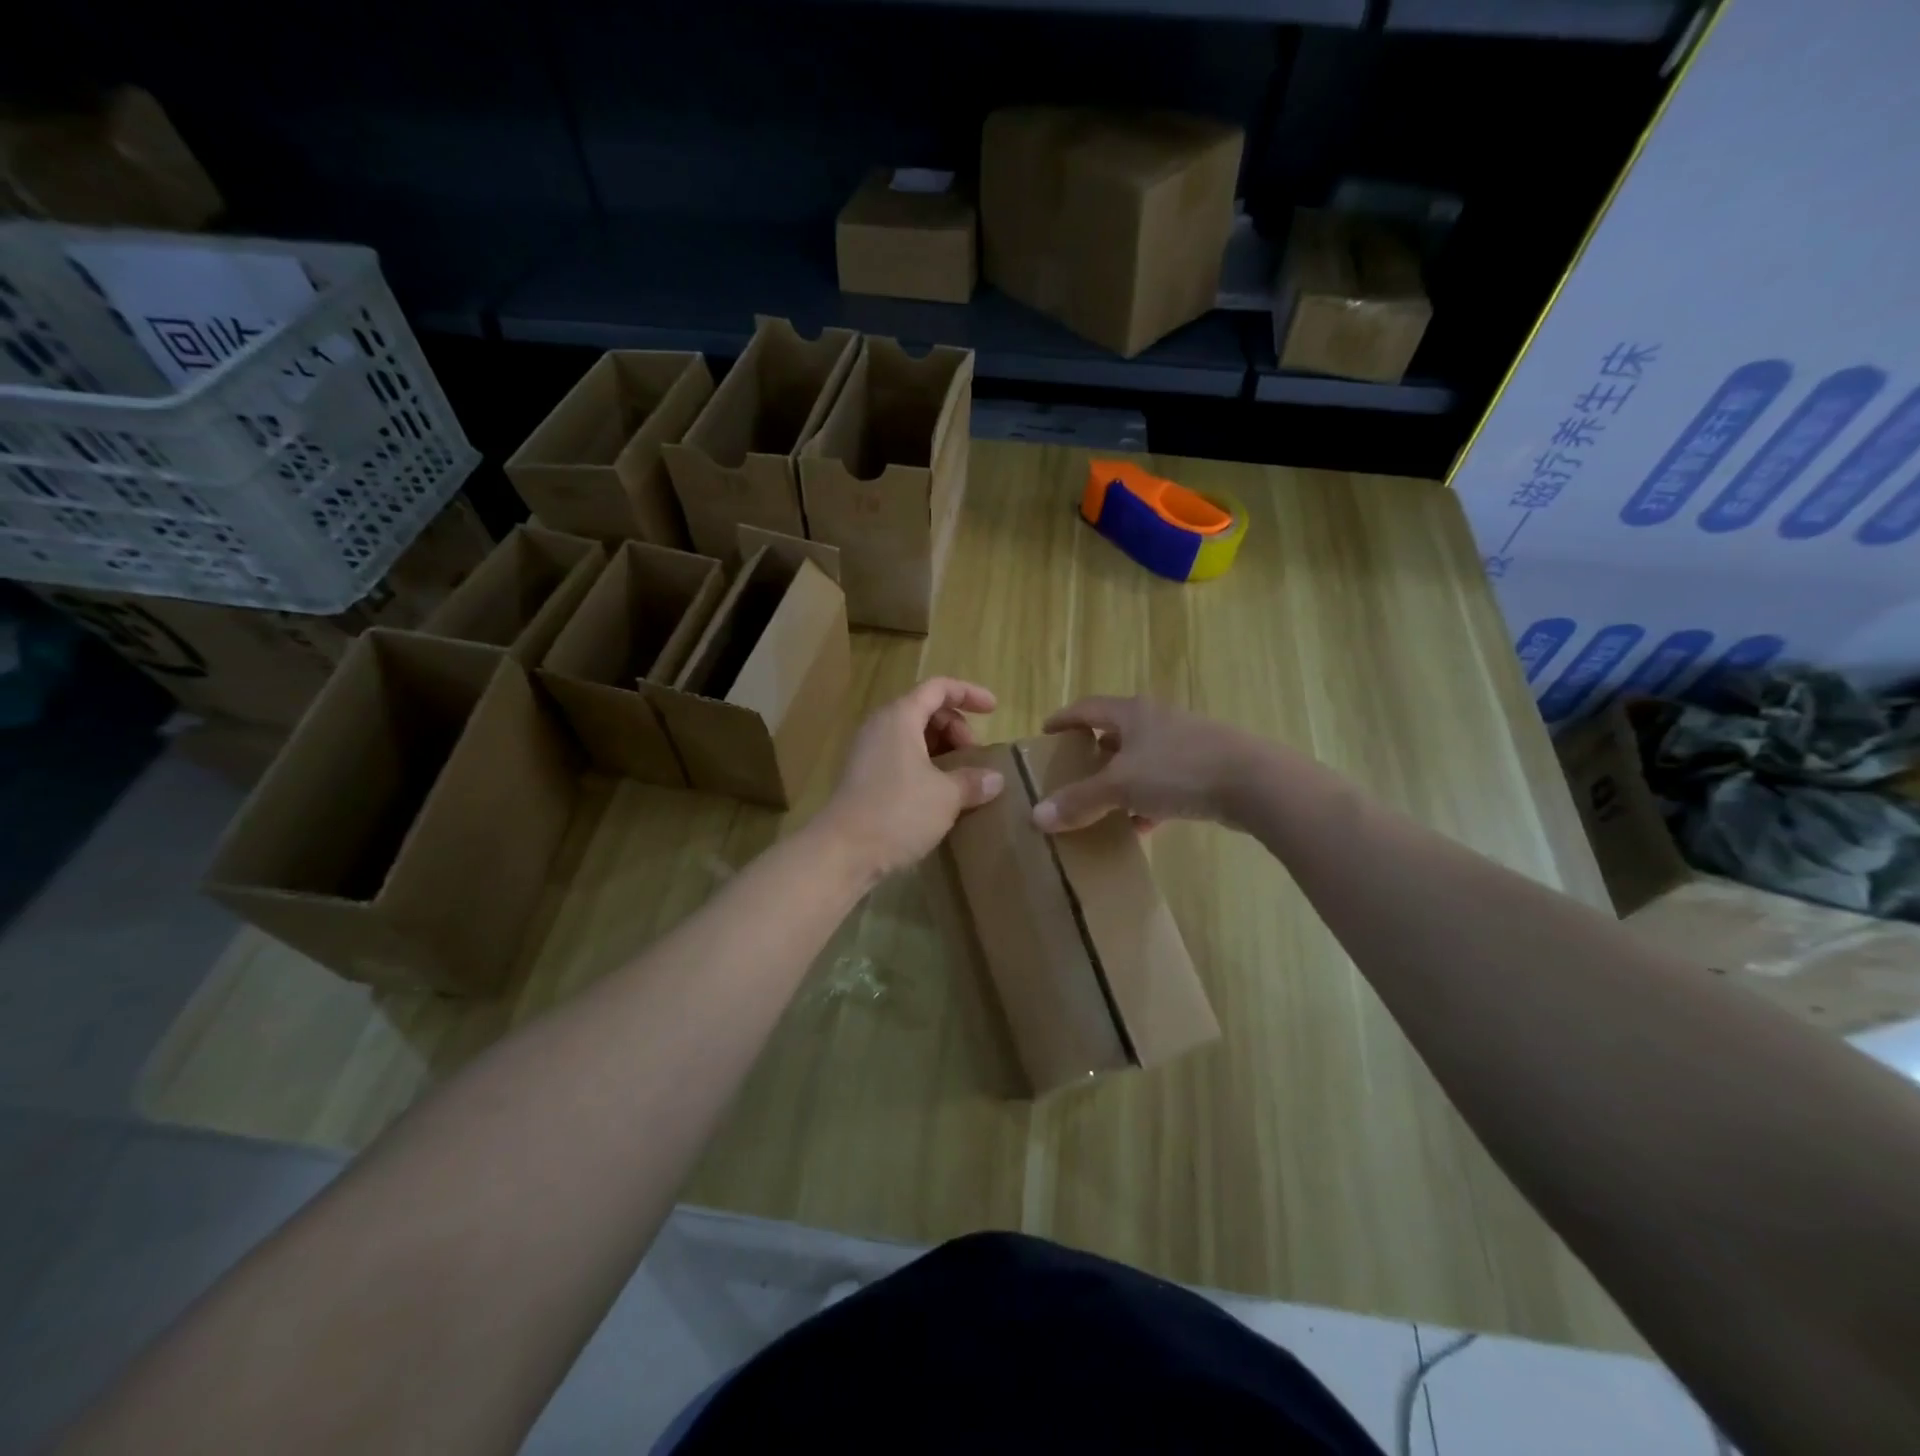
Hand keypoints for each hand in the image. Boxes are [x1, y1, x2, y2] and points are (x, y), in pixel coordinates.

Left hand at [818, 678, 1005, 881]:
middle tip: (974, 756)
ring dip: (942, 750)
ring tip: (962, 777)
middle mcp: (880, 727)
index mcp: (899, 717)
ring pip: (913, 737)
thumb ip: (973, 781)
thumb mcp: (946, 796)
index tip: (993, 710)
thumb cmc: (897, 812)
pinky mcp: (863, 778)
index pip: (938, 688)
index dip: (968, 693)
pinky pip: (901, 758)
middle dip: (956, 728)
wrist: (842, 852)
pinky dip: (925, 767)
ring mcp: (868, 753)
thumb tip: (995, 779)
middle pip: (925, 711)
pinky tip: (939, 795)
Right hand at [1031, 696, 1259, 832]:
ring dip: (1121, 780)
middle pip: (1115, 732)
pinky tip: (1142, 824)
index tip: (1045, 733)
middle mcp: (1157, 720)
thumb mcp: (1120, 787)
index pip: (1087, 708)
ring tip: (1102, 804)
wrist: (1255, 783)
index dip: (1063, 719)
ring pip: (1142, 759)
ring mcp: (1185, 742)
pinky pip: (1166, 781)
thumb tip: (1036, 817)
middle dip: (1093, 753)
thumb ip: (1078, 801)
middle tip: (1072, 772)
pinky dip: (1148, 799)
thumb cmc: (1179, 771)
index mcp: (1132, 713)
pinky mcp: (1207, 767)